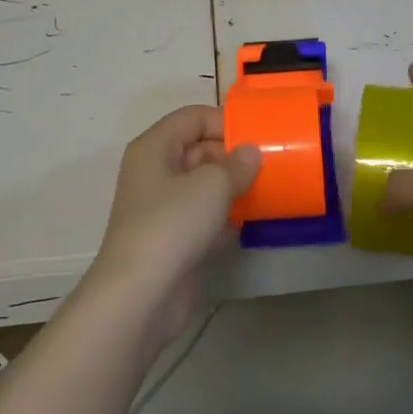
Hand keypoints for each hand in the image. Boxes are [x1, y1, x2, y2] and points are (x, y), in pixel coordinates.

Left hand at [88, 105, 260, 341]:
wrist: (141, 295)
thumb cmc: (172, 224)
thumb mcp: (212, 185)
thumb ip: (237, 164)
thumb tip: (251, 153)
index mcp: (155, 148)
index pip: (192, 118)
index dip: (225, 121)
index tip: (259, 135)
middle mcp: (155, 172)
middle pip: (198, 149)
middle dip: (234, 155)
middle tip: (271, 163)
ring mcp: (163, 207)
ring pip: (203, 185)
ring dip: (234, 186)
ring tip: (271, 187)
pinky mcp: (173, 238)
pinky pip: (205, 215)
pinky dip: (227, 216)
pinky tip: (255, 220)